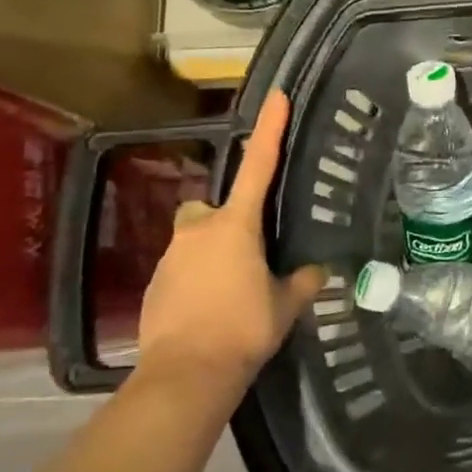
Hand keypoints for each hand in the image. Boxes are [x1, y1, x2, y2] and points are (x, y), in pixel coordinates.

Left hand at [135, 90, 326, 403]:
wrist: (187, 374)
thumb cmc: (244, 328)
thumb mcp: (286, 304)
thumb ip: (301, 281)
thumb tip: (316, 270)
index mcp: (236, 226)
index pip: (259, 166)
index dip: (270, 130)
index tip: (276, 97)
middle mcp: (199, 231)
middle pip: (211, 210)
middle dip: (226, 222)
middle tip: (249, 253)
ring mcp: (171, 257)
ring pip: (194, 240)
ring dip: (211, 255)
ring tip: (232, 294)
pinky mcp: (155, 285)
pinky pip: (181, 270)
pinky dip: (195, 282)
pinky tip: (210, 312)